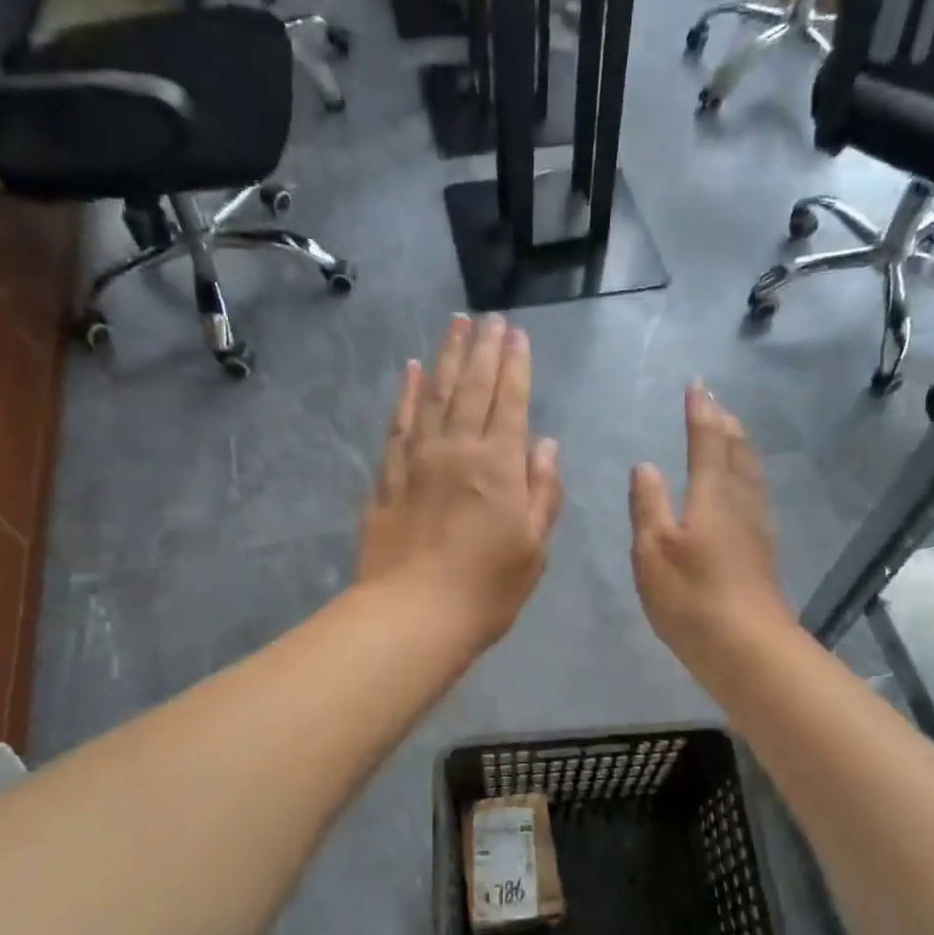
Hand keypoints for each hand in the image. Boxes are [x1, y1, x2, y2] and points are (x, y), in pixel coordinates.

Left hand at [358, 315, 563, 649]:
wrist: (412, 616)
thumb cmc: (486, 589)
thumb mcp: (534, 548)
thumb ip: (543, 492)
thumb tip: (546, 445)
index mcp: (499, 466)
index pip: (510, 402)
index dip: (515, 366)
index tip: (516, 334)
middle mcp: (458, 450)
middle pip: (472, 388)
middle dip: (484, 350)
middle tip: (489, 318)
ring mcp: (418, 460)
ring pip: (434, 395)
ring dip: (447, 357)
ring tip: (455, 325)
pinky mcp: (388, 477)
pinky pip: (398, 424)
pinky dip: (405, 394)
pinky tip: (410, 370)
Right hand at [629, 383, 793, 663]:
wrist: (747, 648)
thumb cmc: (691, 597)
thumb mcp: (653, 550)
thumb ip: (647, 505)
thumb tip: (645, 466)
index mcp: (712, 497)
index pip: (707, 442)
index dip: (700, 413)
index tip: (696, 386)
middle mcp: (739, 504)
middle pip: (737, 453)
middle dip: (724, 424)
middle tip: (715, 403)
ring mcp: (756, 529)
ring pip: (751, 474)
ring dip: (740, 447)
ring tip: (732, 432)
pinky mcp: (762, 552)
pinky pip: (755, 496)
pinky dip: (747, 476)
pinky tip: (744, 490)